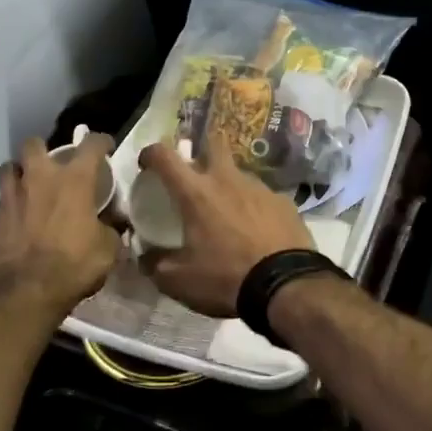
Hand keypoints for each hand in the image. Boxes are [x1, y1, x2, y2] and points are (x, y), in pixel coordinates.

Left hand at [0, 135, 120, 312]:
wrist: (22, 293)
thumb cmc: (73, 266)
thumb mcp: (108, 250)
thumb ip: (110, 229)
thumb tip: (113, 224)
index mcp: (73, 180)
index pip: (90, 144)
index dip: (100, 141)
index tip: (104, 146)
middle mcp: (38, 178)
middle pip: (34, 144)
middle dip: (43, 150)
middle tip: (52, 167)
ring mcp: (9, 196)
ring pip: (8, 168)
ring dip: (18, 174)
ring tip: (27, 188)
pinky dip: (7, 207)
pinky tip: (14, 222)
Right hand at [135, 141, 314, 315]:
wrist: (287, 286)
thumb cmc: (226, 278)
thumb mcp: (179, 281)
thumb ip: (155, 265)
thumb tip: (144, 256)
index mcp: (196, 193)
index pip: (165, 156)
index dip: (151, 154)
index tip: (147, 164)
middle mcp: (227, 180)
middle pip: (213, 144)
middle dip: (201, 152)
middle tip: (195, 177)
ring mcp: (260, 188)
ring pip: (239, 174)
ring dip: (229, 186)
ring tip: (228, 214)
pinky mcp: (285, 202)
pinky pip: (263, 197)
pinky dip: (254, 208)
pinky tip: (257, 231)